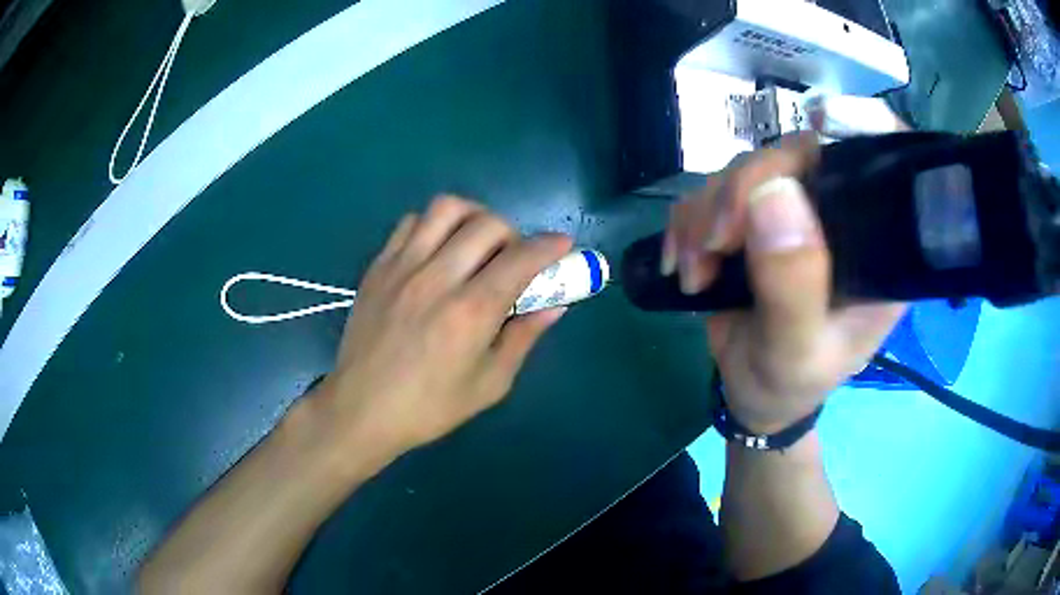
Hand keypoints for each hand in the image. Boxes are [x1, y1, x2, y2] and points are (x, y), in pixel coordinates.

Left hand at [313, 196, 571, 457]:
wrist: (362, 408)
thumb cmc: (429, 406)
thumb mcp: (489, 384)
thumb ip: (523, 338)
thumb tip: (554, 306)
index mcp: (470, 312)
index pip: (520, 259)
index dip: (549, 246)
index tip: (562, 244)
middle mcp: (437, 278)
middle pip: (487, 224)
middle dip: (514, 233)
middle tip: (514, 258)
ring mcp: (403, 266)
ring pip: (446, 208)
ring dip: (474, 217)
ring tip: (477, 242)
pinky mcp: (379, 266)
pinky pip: (411, 222)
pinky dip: (434, 225)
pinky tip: (438, 249)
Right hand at [662, 133, 907, 433]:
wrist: (752, 393)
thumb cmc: (790, 383)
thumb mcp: (796, 352)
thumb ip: (794, 285)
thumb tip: (773, 192)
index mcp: (877, 245)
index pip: (884, 161)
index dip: (860, 124)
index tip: (823, 121)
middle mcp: (840, 215)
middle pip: (797, 154)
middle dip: (744, 189)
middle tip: (714, 245)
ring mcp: (792, 210)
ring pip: (745, 168)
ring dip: (706, 213)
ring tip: (695, 272)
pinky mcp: (752, 217)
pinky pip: (710, 190)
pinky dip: (687, 223)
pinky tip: (684, 264)